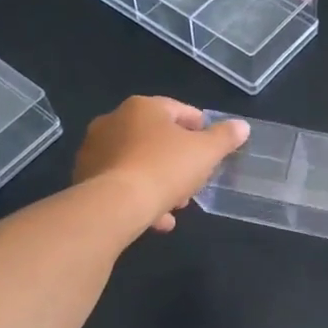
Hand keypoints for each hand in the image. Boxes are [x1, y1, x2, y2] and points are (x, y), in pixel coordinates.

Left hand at [74, 97, 248, 233]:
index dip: (201, 129)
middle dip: (179, 162)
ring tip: (176, 205)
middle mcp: (114, 121)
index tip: (212, 149)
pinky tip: (157, 220)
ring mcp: (95, 149)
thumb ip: (225, 138)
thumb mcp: (206, 152)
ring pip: (138, 163)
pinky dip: (140, 197)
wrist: (115, 204)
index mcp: (143, 107)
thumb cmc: (165, 168)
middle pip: (157, 139)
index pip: (179, 110)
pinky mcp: (85, 177)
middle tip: (195, 183)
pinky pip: (121, 183)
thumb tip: (241, 126)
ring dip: (160, 182)